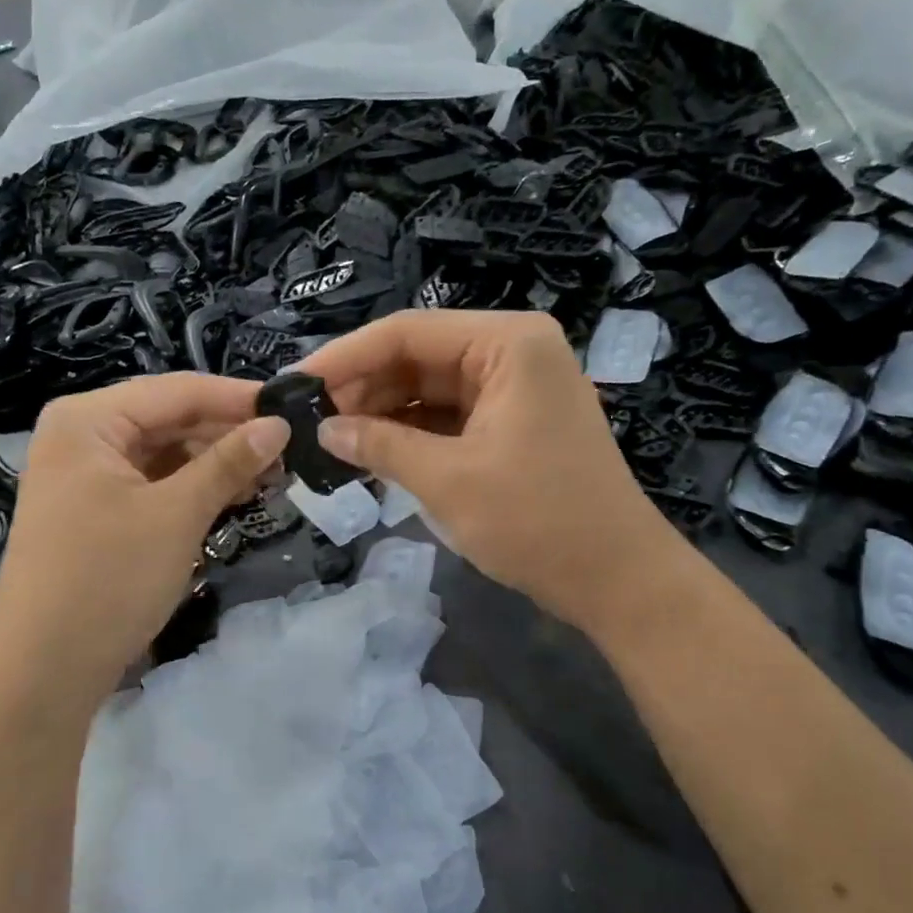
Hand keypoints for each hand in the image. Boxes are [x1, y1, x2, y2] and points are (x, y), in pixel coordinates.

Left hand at [0, 374, 288, 682]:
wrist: (44, 670)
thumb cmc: (109, 579)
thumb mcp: (177, 514)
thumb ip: (229, 462)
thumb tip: (279, 424)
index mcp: (88, 419)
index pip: (178, 390)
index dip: (238, 399)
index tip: (295, 409)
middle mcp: (82, 435)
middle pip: (170, 418)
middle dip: (229, 433)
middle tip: (290, 449)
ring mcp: (86, 475)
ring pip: (165, 452)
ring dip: (216, 462)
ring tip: (272, 475)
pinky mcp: (95, 509)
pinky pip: (154, 482)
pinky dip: (193, 487)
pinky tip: (234, 495)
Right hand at [298, 310, 679, 636]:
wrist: (617, 580)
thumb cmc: (537, 521)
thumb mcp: (448, 480)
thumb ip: (381, 445)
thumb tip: (324, 429)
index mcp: (508, 343)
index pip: (408, 332)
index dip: (346, 357)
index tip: (296, 385)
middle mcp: (515, 351)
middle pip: (419, 356)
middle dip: (364, 387)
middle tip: (309, 420)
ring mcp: (518, 387)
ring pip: (432, 387)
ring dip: (384, 411)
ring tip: (331, 438)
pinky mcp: (516, 422)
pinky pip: (452, 414)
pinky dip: (413, 432)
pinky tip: (372, 450)